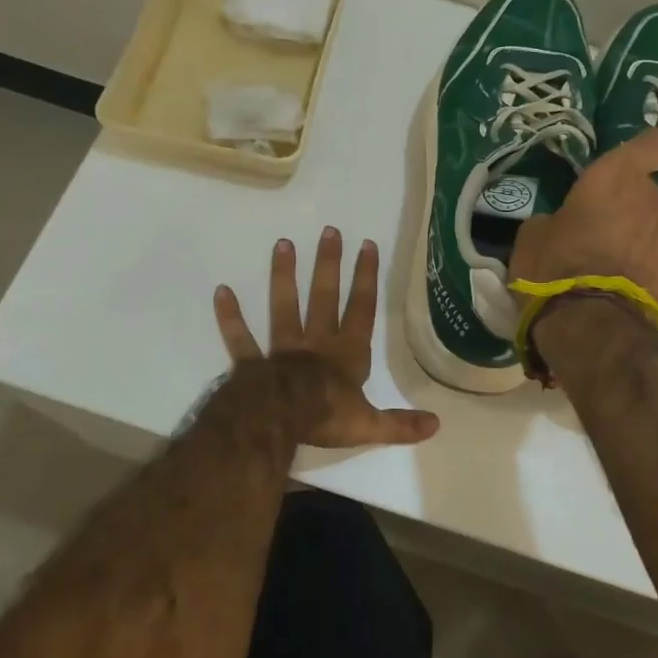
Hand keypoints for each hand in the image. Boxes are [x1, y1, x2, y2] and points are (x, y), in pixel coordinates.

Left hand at [213, 228, 440, 447]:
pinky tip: (221, 291)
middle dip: (329, 264)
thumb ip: (400, 424)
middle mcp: (317, 343)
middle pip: (324, 297)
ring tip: (283, 244)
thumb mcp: (369, 425)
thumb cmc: (327, 417)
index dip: (366, 278)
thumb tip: (436, 425)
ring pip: (284, 307)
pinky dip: (231, 317)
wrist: (280, 420)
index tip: (367, 246)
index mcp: (347, 354)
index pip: (361, 309)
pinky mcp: (253, 362)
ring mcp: (283, 349)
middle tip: (329, 231)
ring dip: (284, 277)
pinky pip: (242, 338)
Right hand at [509, 129, 657, 310]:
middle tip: (606, 234)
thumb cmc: (553, 269)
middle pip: (648, 193)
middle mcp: (652, 198)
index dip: (649, 147)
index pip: (648, 144)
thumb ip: (557, 217)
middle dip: (631, 208)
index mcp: (613, 178)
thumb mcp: (533, 235)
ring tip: (622, 267)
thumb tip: (563, 223)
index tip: (646, 153)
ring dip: (645, 238)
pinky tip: (637, 288)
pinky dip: (657, 268)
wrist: (591, 326)